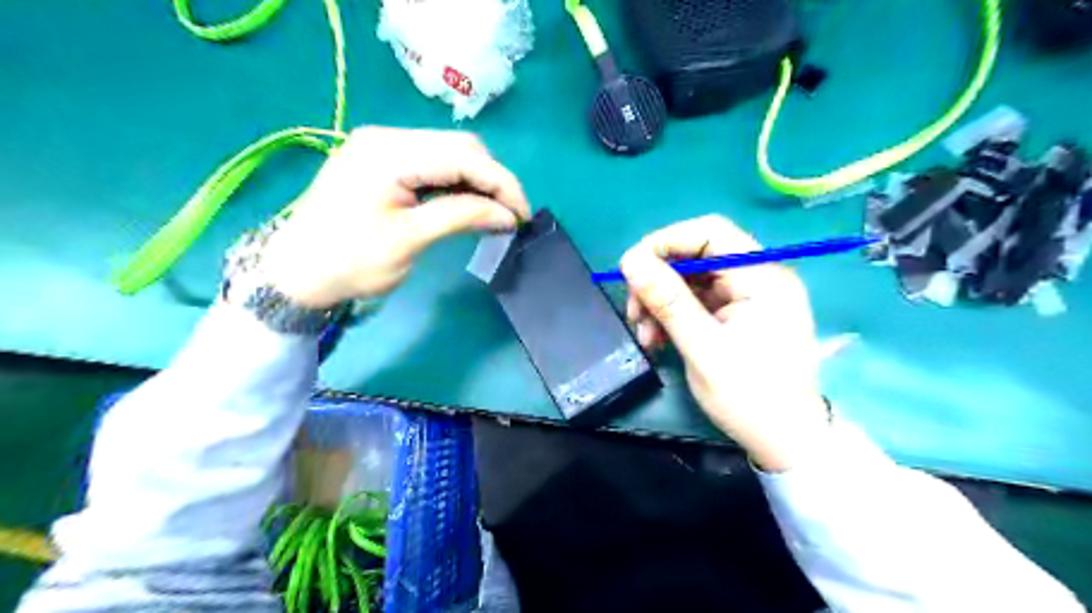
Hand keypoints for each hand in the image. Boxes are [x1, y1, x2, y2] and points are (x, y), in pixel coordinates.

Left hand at [259, 127, 526, 309]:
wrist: (295, 273)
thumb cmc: (349, 261)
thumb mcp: (409, 240)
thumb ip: (461, 217)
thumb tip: (508, 215)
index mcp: (389, 153)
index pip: (465, 156)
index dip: (502, 184)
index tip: (524, 216)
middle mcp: (387, 137)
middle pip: (460, 147)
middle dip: (493, 180)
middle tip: (510, 217)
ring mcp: (382, 145)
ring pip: (450, 153)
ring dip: (477, 181)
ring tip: (493, 213)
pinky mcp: (381, 160)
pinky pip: (432, 163)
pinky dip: (456, 183)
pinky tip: (466, 204)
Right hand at [622, 213, 828, 469]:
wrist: (786, 441)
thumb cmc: (751, 397)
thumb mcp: (703, 349)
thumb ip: (668, 301)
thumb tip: (631, 260)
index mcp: (763, 277)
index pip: (710, 232)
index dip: (666, 242)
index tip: (631, 269)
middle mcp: (759, 277)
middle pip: (697, 256)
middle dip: (659, 280)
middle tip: (634, 312)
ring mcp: (749, 296)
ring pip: (692, 280)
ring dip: (661, 302)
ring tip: (645, 335)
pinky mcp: (739, 314)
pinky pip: (698, 301)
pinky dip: (674, 316)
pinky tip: (658, 339)